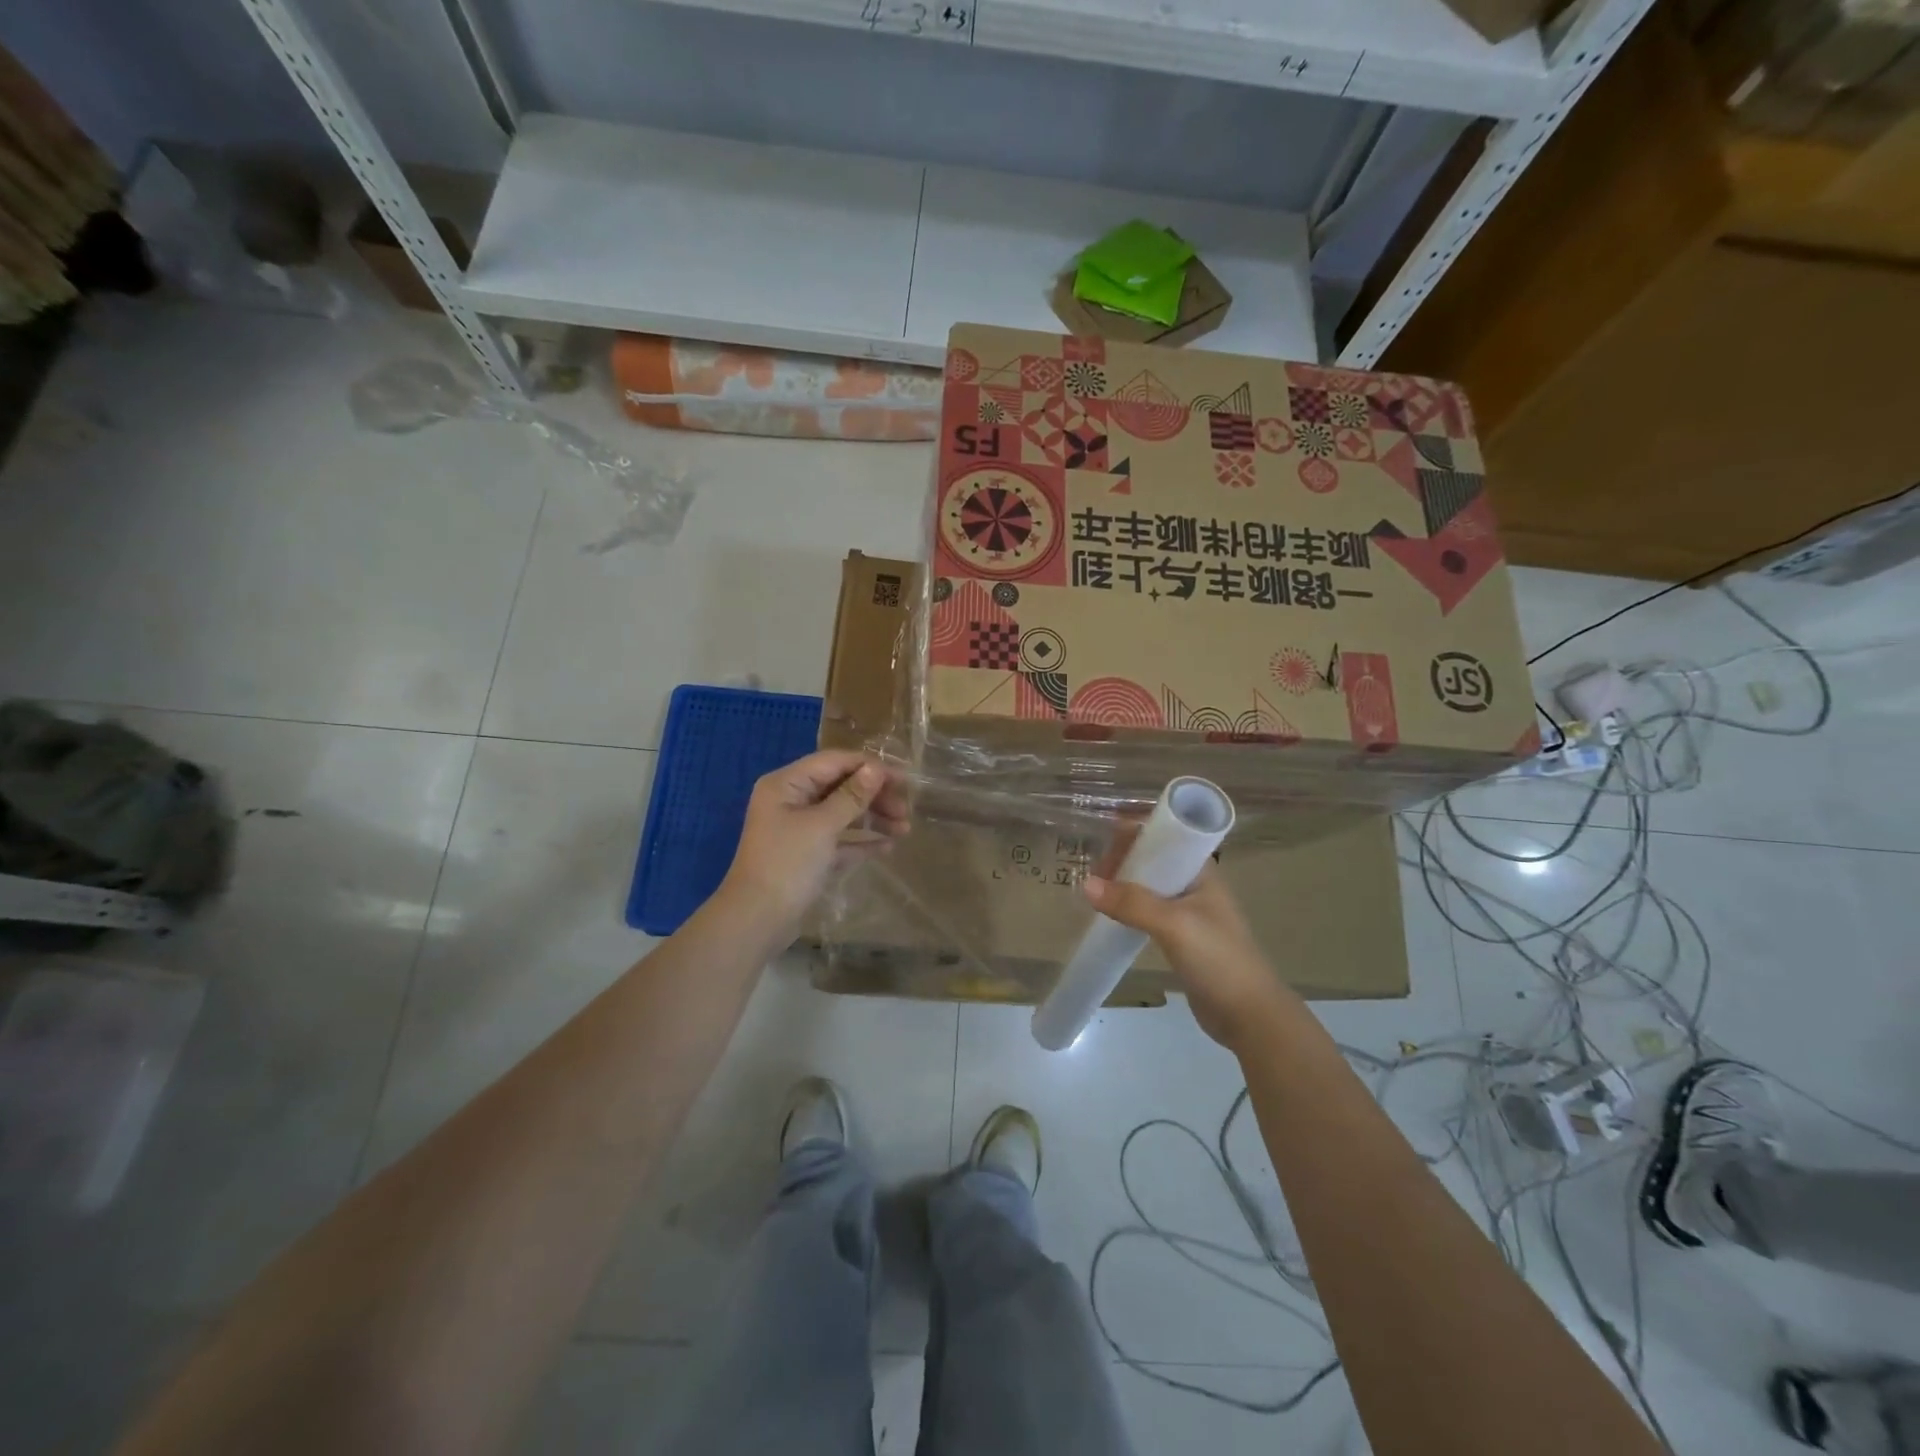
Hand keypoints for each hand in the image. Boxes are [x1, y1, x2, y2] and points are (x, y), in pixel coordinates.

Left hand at [721, 751, 908, 929]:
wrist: (756, 921)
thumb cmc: (787, 865)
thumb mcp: (822, 826)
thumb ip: (851, 796)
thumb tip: (875, 769)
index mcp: (787, 784)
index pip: (834, 762)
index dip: (869, 768)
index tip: (903, 780)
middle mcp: (791, 801)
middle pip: (840, 787)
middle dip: (874, 796)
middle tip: (906, 810)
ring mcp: (799, 829)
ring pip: (842, 814)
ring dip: (873, 818)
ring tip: (904, 830)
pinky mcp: (807, 856)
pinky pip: (839, 840)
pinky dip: (861, 841)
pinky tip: (887, 847)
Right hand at [1082, 845, 1301, 1052]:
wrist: (1249, 1015)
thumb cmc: (1218, 959)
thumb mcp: (1173, 925)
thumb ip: (1131, 903)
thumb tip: (1086, 884)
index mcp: (1201, 872)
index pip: (1165, 838)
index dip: (1135, 836)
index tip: (1103, 843)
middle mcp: (1195, 886)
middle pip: (1153, 861)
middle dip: (1123, 861)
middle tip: (1092, 875)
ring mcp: (1189, 914)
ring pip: (1149, 889)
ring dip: (1123, 887)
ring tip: (1094, 893)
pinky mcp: (1181, 939)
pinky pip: (1148, 914)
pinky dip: (1129, 911)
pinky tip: (1110, 918)